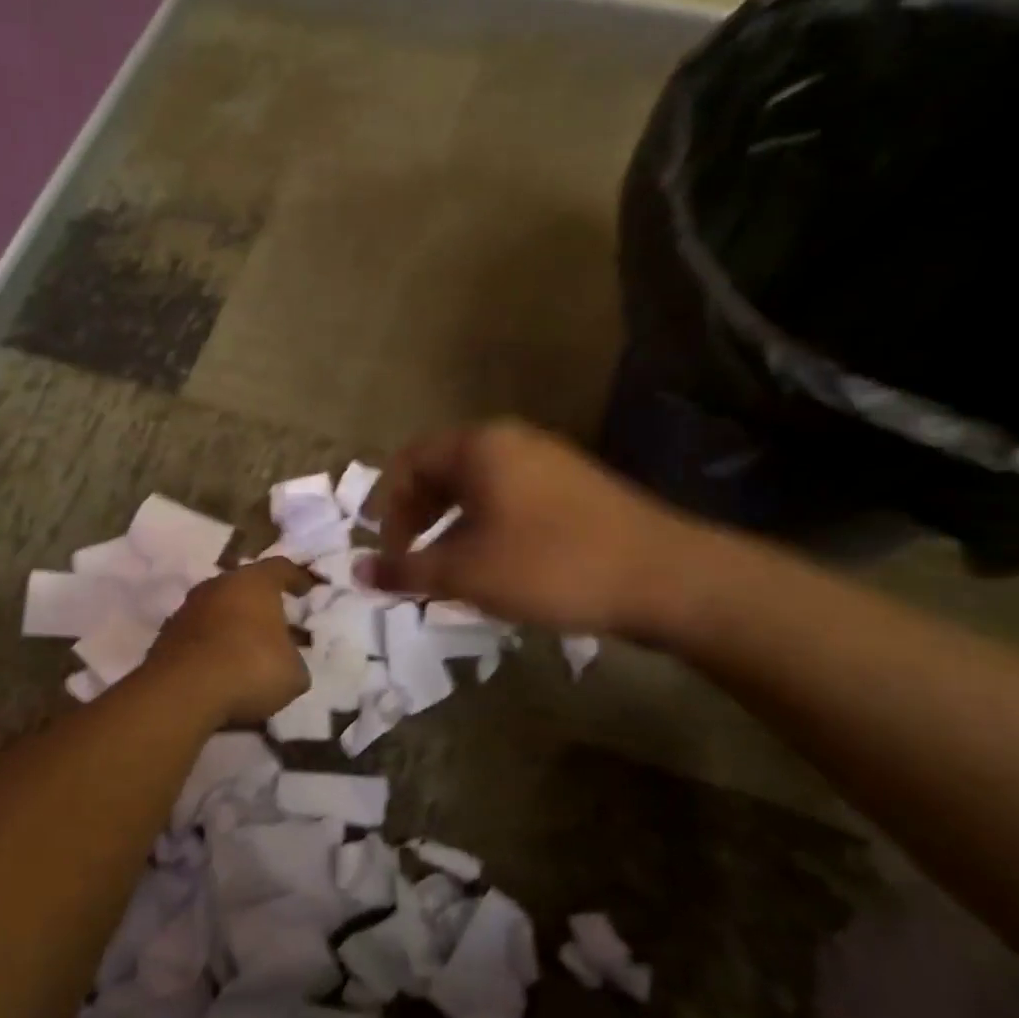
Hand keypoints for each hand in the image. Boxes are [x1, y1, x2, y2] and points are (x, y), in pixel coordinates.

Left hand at [145, 558, 312, 722]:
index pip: (281, 568)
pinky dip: (212, 646)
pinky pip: (199, 635)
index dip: (297, 578)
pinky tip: (223, 669)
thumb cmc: (250, 668)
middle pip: (245, 587)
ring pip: (219, 610)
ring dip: (234, 625)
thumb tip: (287, 661)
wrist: (182, 693)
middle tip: (279, 624)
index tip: (307, 590)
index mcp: (255, 582)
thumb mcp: (293, 673)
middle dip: (262, 604)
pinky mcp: (167, 636)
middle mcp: (219, 585)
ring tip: (250, 650)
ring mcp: (188, 609)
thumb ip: (294, 660)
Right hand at [362, 419, 713, 638]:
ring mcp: (548, 460)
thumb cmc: (549, 565)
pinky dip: (486, 525)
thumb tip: (356, 572)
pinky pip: (510, 496)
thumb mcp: (465, 572)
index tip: (388, 551)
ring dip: (451, 523)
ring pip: (477, 486)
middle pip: (442, 469)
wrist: (662, 576)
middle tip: (413, 559)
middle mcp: (511, 440)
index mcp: (478, 446)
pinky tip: (496, 564)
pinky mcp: (574, 486)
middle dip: (418, 515)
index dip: (387, 507)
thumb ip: (406, 569)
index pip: (408, 461)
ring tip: (451, 567)